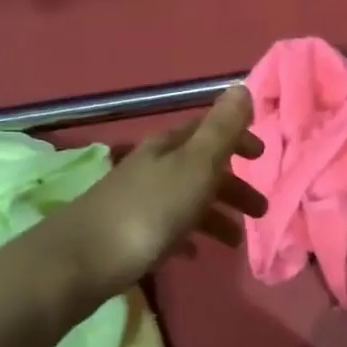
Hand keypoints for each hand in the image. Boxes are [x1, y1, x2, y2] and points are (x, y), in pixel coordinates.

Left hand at [60, 85, 266, 293]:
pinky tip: (195, 254)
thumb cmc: (151, 210)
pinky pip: (167, 230)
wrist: (83, 260)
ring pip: (186, 200)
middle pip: (200, 169)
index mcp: (170, 147)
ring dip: (215, 216)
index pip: (209, 131)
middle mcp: (153, 167)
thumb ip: (221, 129)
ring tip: (235, 242)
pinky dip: (187, 237)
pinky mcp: (127, 233)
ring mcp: (138, 200)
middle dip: (233, 186)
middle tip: (260, 211)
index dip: (237, 139)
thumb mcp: (195, 165)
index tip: (263, 156)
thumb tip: (242, 86)